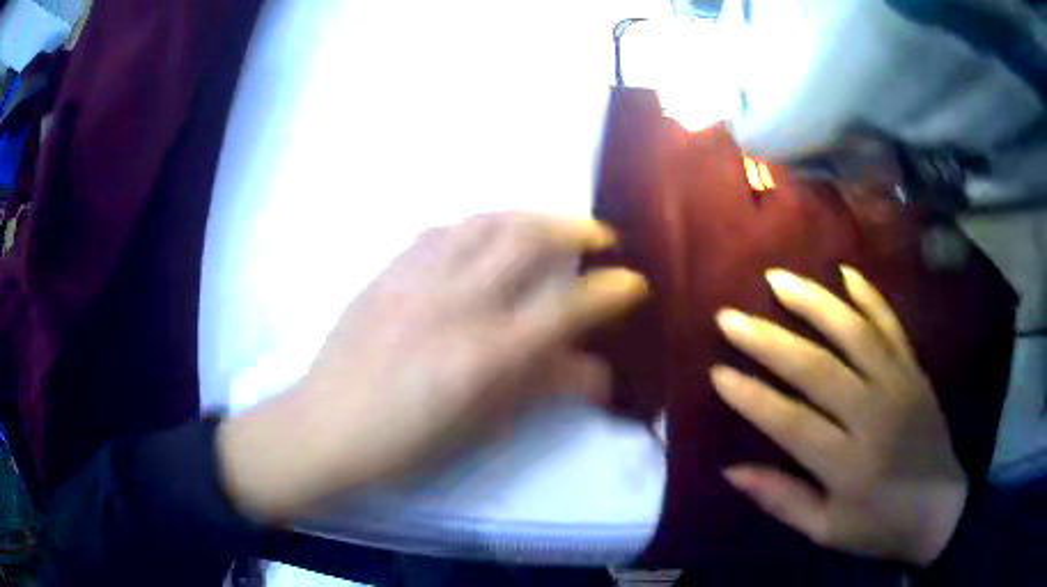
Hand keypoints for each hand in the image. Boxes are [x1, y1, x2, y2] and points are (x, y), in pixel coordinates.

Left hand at [217, 213, 647, 522]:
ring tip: (547, 228)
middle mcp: (455, 302)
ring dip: (528, 216)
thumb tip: (597, 371)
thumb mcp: (482, 426)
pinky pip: (440, 229)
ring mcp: (417, 278)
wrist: (327, 426)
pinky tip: (482, 239)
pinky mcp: (388, 270)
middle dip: (574, 228)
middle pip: (526, 238)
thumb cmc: (407, 442)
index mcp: (484, 353)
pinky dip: (476, 226)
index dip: (608, 289)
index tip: (631, 282)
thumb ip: (542, 388)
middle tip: (596, 237)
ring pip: (484, 221)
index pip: (565, 306)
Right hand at [711, 267, 967, 565]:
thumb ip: (782, 500)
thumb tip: (732, 470)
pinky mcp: (915, 370)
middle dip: (769, 340)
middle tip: (730, 316)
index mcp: (848, 463)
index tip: (717, 372)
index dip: (751, 397)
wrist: (939, 507)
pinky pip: (891, 325)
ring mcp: (898, 384)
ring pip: (854, 333)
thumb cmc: (879, 525)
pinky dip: (869, 296)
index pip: (791, 422)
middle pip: (817, 368)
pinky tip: (845, 273)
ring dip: (814, 302)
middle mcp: (873, 415)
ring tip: (778, 279)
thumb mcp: (826, 530)